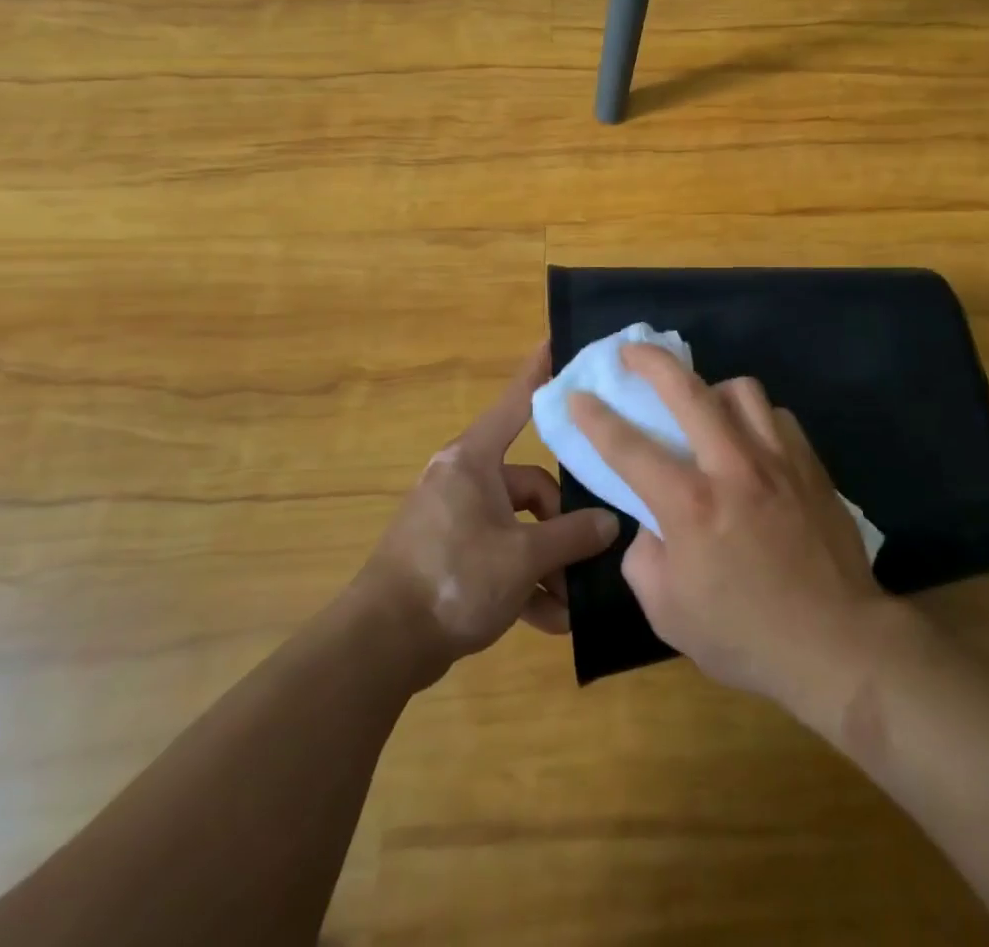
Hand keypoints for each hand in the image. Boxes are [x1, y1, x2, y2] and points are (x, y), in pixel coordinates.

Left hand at [362, 343, 618, 685]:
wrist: (379, 647)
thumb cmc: (453, 578)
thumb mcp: (522, 557)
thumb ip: (572, 536)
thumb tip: (609, 524)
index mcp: (473, 462)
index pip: (516, 404)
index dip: (538, 373)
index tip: (556, 340)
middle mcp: (464, 482)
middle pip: (530, 486)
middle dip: (559, 528)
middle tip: (586, 560)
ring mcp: (455, 520)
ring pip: (518, 528)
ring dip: (546, 565)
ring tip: (570, 603)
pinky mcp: (450, 557)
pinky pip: (498, 558)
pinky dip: (522, 585)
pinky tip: (549, 621)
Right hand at [569, 344, 890, 717]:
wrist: (836, 642)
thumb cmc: (746, 636)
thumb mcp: (669, 613)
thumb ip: (645, 557)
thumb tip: (651, 523)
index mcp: (690, 505)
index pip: (629, 447)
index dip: (595, 418)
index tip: (579, 396)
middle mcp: (733, 467)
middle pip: (687, 391)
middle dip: (651, 362)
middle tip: (631, 351)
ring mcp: (778, 459)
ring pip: (741, 390)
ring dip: (712, 388)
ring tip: (703, 405)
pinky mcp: (810, 464)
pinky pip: (777, 416)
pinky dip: (756, 418)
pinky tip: (751, 440)